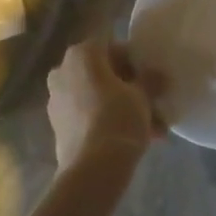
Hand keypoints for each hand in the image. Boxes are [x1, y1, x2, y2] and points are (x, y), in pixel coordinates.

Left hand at [46, 40, 163, 169]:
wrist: (92, 169)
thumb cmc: (118, 118)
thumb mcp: (142, 96)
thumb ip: (150, 80)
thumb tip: (158, 75)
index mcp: (81, 54)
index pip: (112, 46)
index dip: (134, 60)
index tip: (151, 77)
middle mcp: (63, 71)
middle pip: (103, 72)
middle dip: (129, 88)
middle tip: (153, 104)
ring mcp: (57, 99)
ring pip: (97, 96)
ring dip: (122, 108)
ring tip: (153, 130)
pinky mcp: (57, 126)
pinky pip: (88, 115)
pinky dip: (107, 121)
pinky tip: (134, 140)